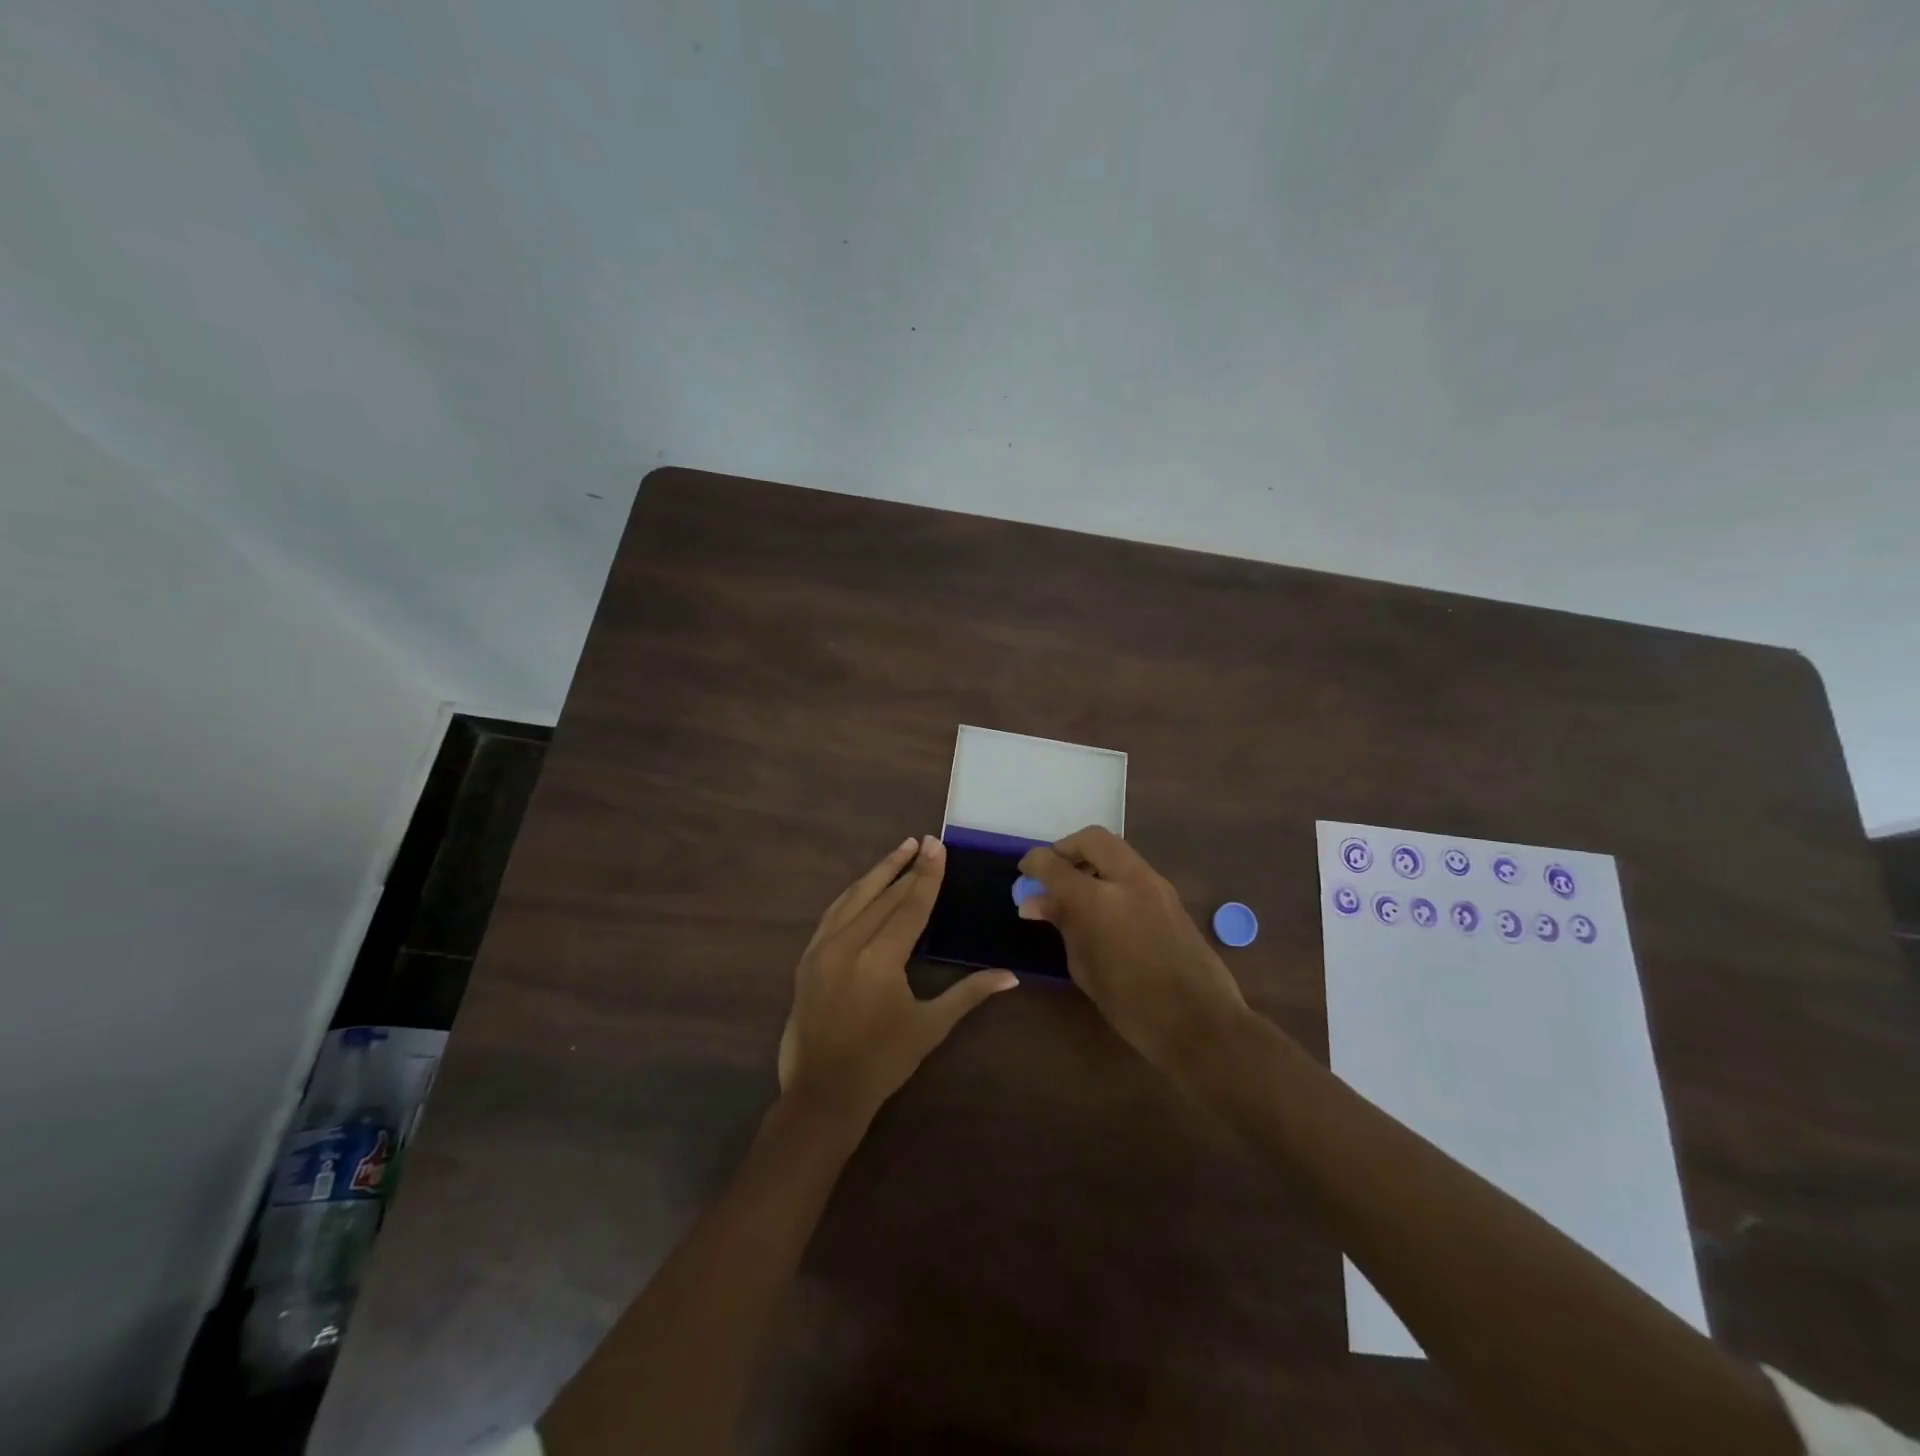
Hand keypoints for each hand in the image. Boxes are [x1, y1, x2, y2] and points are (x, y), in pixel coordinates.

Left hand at [778, 835, 1016, 1124]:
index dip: (927, 875)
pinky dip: (853, 895)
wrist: (823, 1093)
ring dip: (878, 873)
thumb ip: (969, 993)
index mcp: (880, 960)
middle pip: (883, 896)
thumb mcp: (930, 1026)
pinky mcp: (807, 958)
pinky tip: (864, 886)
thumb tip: (1011, 976)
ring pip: (853, 898)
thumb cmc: (883, 1062)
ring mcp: (822, 949)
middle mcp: (848, 945)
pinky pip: (833, 914)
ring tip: (899, 850)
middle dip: (906, 867)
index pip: (909, 906)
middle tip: (924, 842)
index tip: (937, 846)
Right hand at [1018, 827, 1245, 1071]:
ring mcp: (1155, 884)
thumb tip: (1036, 901)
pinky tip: (1105, 904)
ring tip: (1077, 890)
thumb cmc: (1132, 1006)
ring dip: (1092, 858)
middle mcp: (1127, 880)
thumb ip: (1063, 924)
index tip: (1024, 872)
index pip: (1054, 864)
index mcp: (1098, 901)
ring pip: (1116, 849)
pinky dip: (1112, 873)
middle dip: (1067, 848)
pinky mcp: (1171, 895)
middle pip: (1091, 838)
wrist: (1201, 1023)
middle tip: (1053, 871)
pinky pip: (1133, 868)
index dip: (1034, 863)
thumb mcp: (1085, 967)